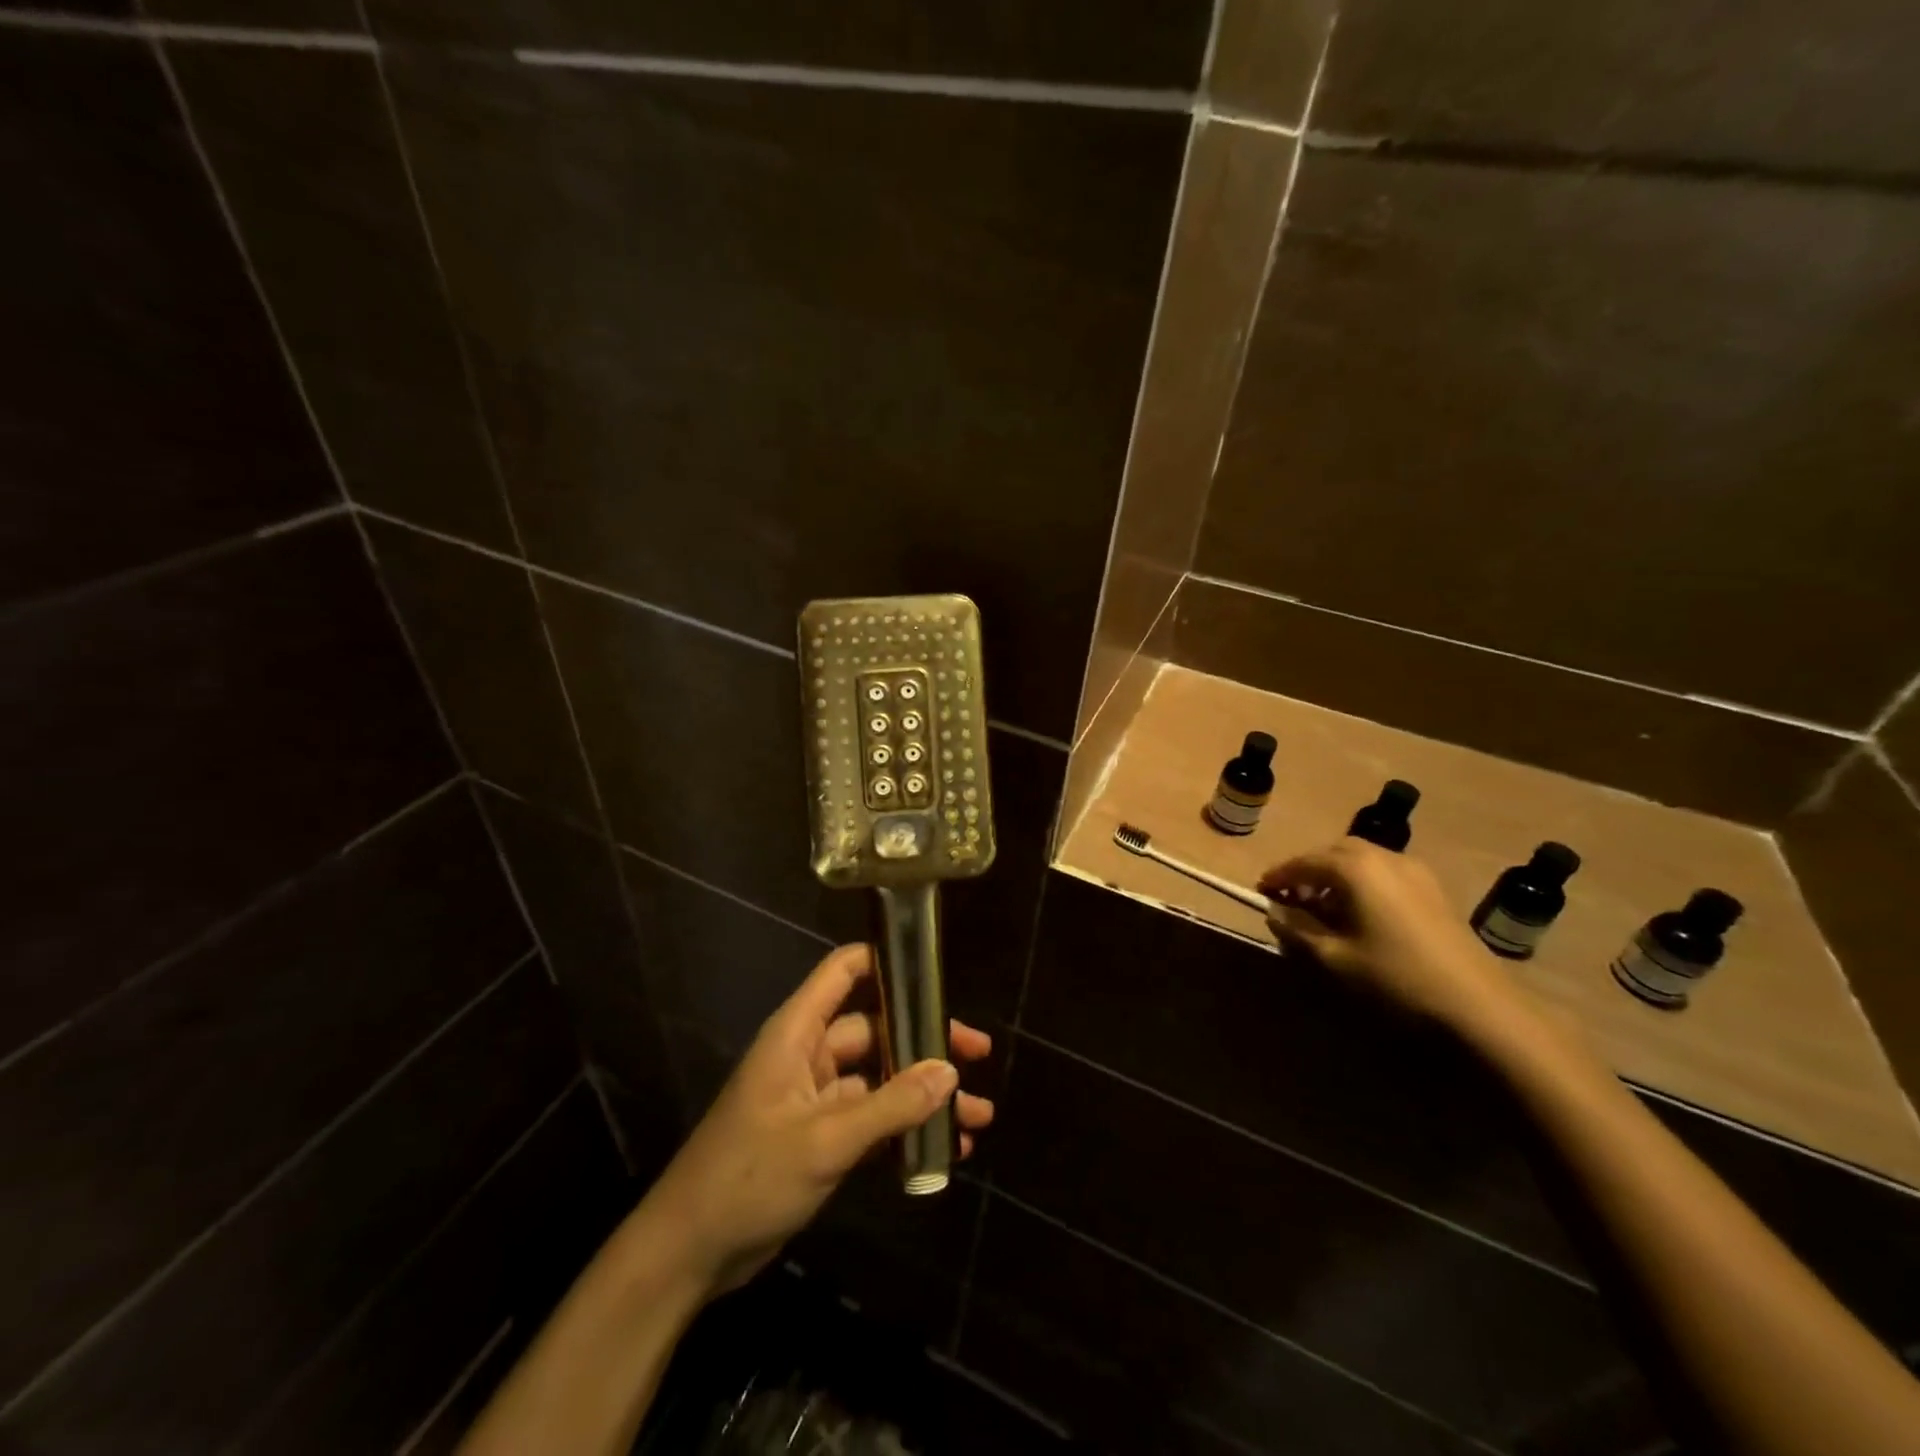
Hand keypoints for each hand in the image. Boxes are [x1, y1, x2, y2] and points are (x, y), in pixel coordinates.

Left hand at [644, 943, 993, 1296]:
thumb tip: (950, 1070)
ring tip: (979, 1117)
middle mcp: (809, 1056)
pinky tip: (946, 1151)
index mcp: (798, 1034)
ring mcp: (816, 1098)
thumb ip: (890, 1105)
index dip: (885, 960)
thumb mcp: (825, 1141)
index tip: (933, 971)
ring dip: (924, 1095)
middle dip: (927, 1044)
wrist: (688, 1253)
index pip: (843, 971)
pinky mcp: (821, 1137)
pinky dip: (905, 1129)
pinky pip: (873, 1119)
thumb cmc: (748, 1178)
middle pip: (877, 1029)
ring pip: (881, 1079)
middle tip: (978, 1053)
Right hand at [1259, 838, 1514, 1029]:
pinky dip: (1363, 884)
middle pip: (1334, 853)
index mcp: (1354, 867)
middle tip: (1291, 898)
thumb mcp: (1334, 958)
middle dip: (1308, 871)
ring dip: (1336, 877)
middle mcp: (1384, 857)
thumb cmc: (1395, 978)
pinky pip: (1385, 874)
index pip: (1303, 862)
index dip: (1278, 876)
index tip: (1260, 891)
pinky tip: (1360, 915)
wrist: (1479, 1007)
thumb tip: (1275, 912)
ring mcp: (1415, 871)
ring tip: (1323, 908)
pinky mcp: (1434, 891)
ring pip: (1362, 861)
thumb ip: (1297, 930)